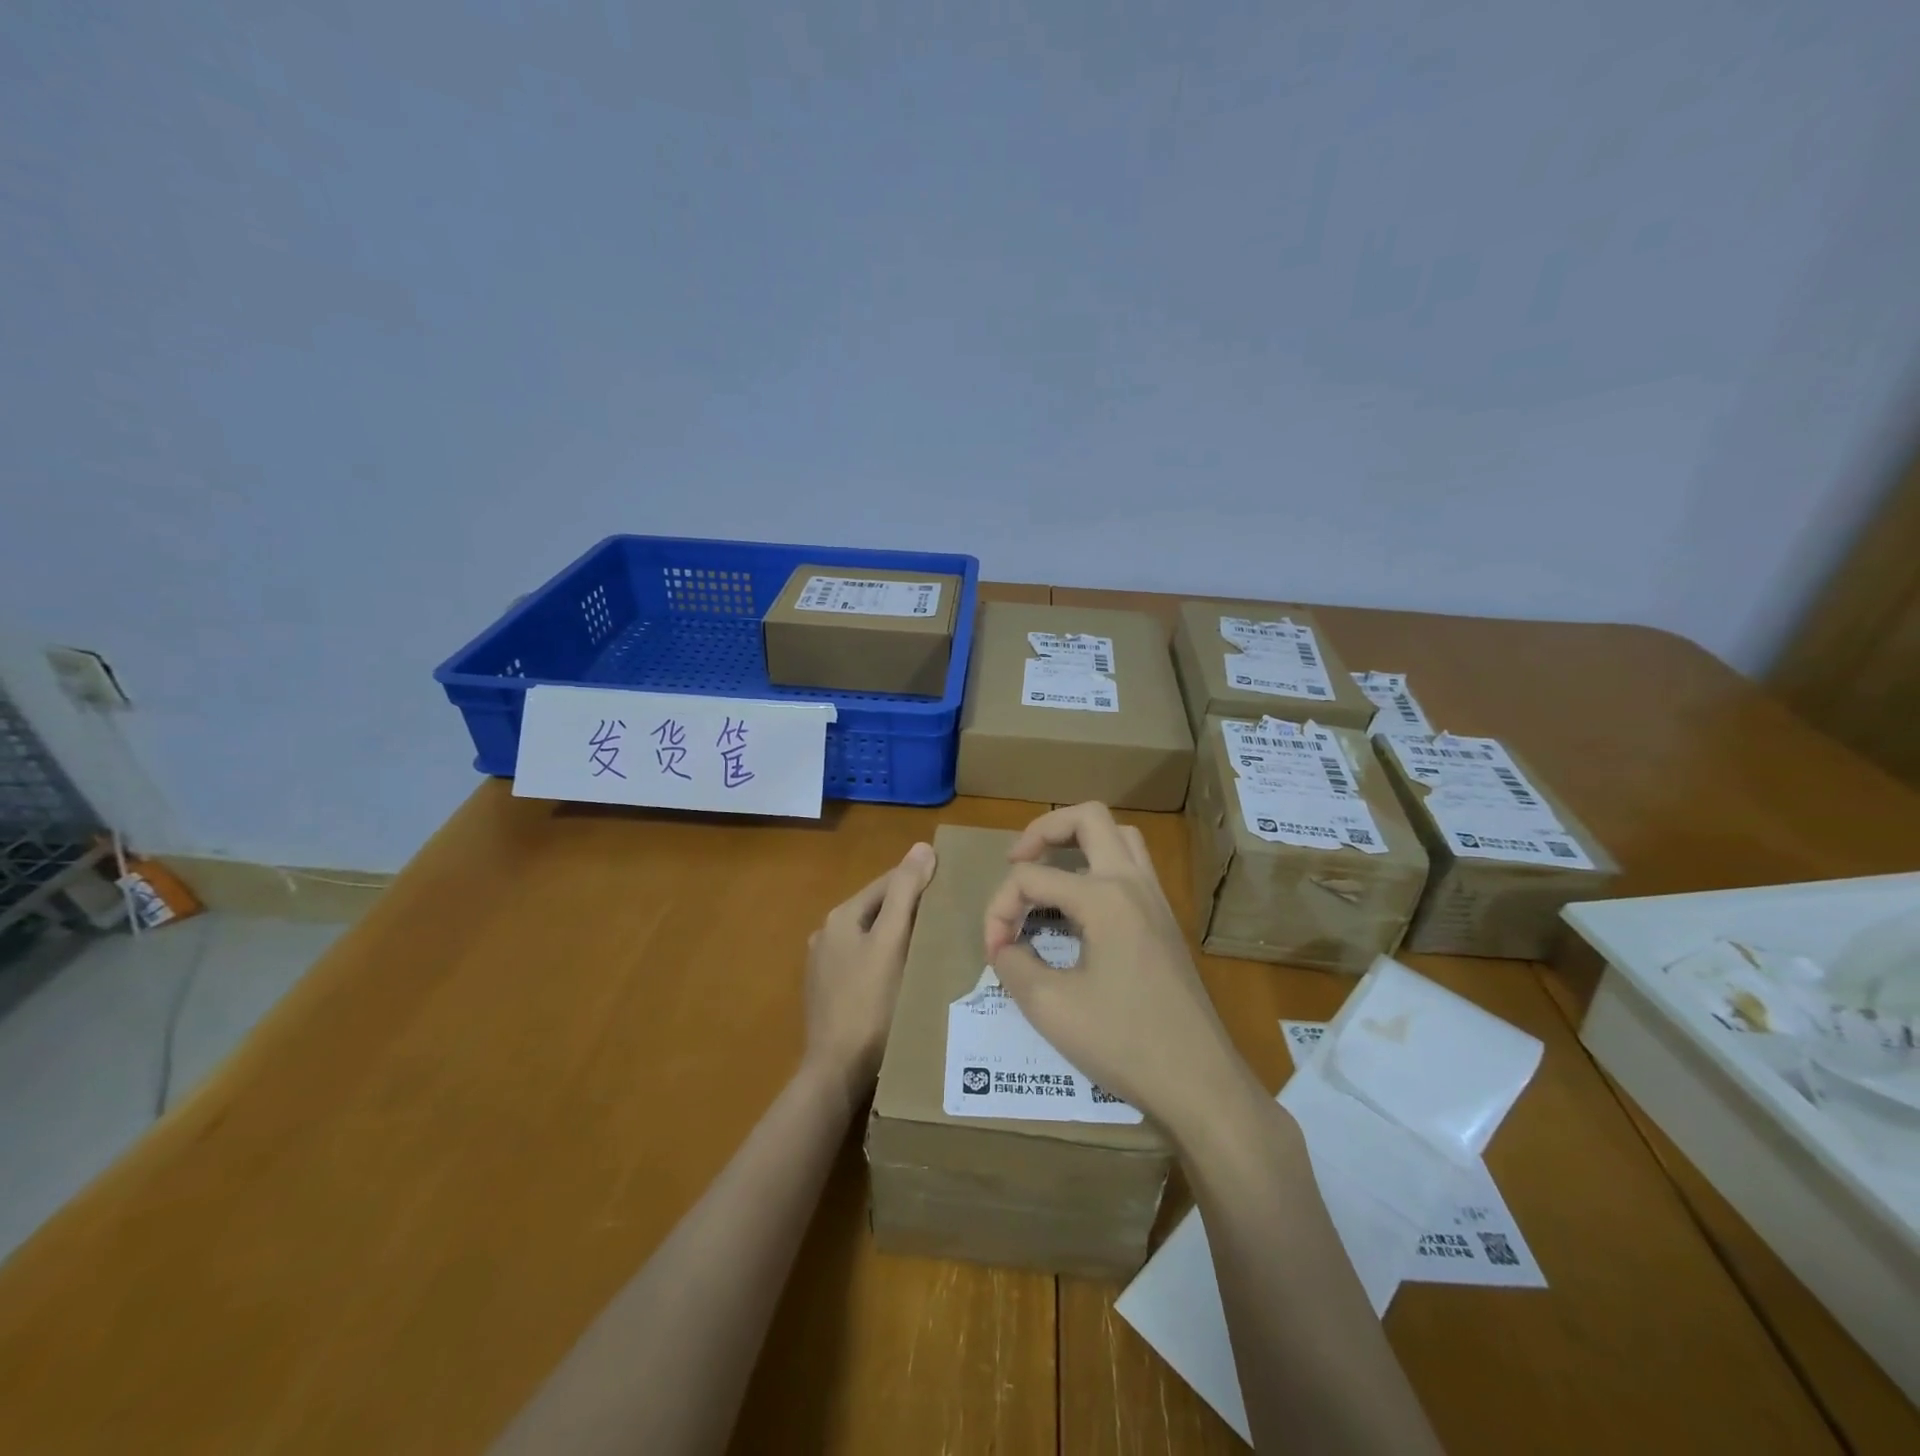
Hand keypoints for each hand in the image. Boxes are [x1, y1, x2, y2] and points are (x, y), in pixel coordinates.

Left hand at [802, 841, 937, 1110]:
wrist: (837, 1071)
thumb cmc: (870, 1003)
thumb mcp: (892, 942)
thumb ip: (905, 893)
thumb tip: (921, 847)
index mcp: (840, 917)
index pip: (886, 883)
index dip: (919, 881)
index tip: (952, 886)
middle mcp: (826, 935)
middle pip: (878, 910)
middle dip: (910, 910)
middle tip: (949, 918)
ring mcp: (825, 967)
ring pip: (872, 938)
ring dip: (899, 936)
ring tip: (935, 945)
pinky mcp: (831, 994)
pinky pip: (866, 964)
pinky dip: (887, 960)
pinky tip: (907, 975)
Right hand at [983, 804, 1261, 1136]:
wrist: (1199, 1082)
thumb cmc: (1123, 1042)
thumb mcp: (1049, 1007)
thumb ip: (1012, 964)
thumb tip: (1003, 946)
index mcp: (1103, 897)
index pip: (1031, 878)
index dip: (999, 909)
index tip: (994, 952)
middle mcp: (1133, 883)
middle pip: (1088, 817)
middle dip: (1043, 830)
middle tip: (1016, 862)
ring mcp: (1155, 899)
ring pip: (1118, 835)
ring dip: (1077, 840)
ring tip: (1047, 872)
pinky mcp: (1165, 920)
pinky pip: (1131, 865)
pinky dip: (1098, 864)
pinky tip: (1079, 905)